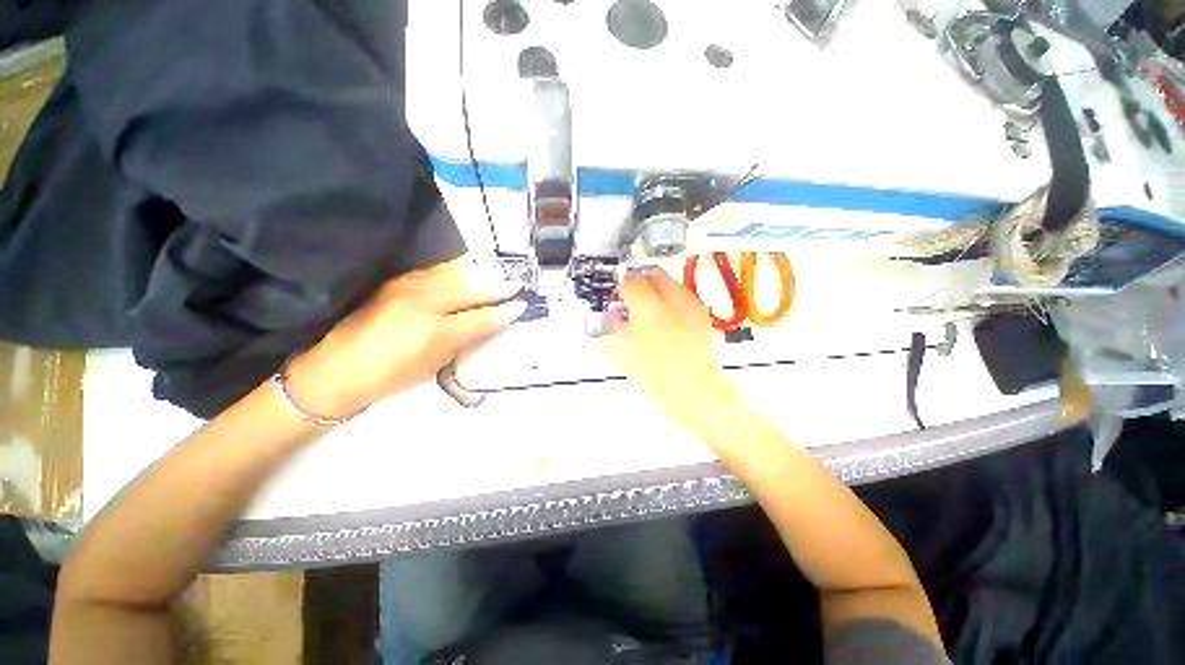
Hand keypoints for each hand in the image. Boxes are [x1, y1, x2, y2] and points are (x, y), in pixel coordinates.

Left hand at [286, 257, 525, 419]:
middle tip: (515, 284)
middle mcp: (421, 304)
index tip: (521, 305)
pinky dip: (455, 269)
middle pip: (468, 289)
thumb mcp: (433, 365)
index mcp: (432, 333)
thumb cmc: (388, 377)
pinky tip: (467, 268)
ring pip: (452, 273)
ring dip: (478, 273)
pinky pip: (434, 271)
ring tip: (496, 273)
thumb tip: (487, 324)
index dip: (503, 312)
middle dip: (496, 286)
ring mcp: (405, 288)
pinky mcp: (394, 282)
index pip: (479, 318)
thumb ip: (462, 340)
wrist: (334, 371)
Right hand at [601, 270, 746, 442]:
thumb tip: (612, 316)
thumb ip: (614, 331)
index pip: (631, 284)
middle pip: (654, 275)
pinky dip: (672, 299)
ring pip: (670, 282)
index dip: (620, 288)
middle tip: (632, 298)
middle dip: (640, 282)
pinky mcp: (701, 314)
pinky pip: (683, 295)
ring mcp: (690, 306)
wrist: (694, 389)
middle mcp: (672, 302)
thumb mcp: (625, 354)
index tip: (617, 297)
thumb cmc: (656, 375)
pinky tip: (667, 316)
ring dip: (657, 289)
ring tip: (649, 307)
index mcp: (649, 311)